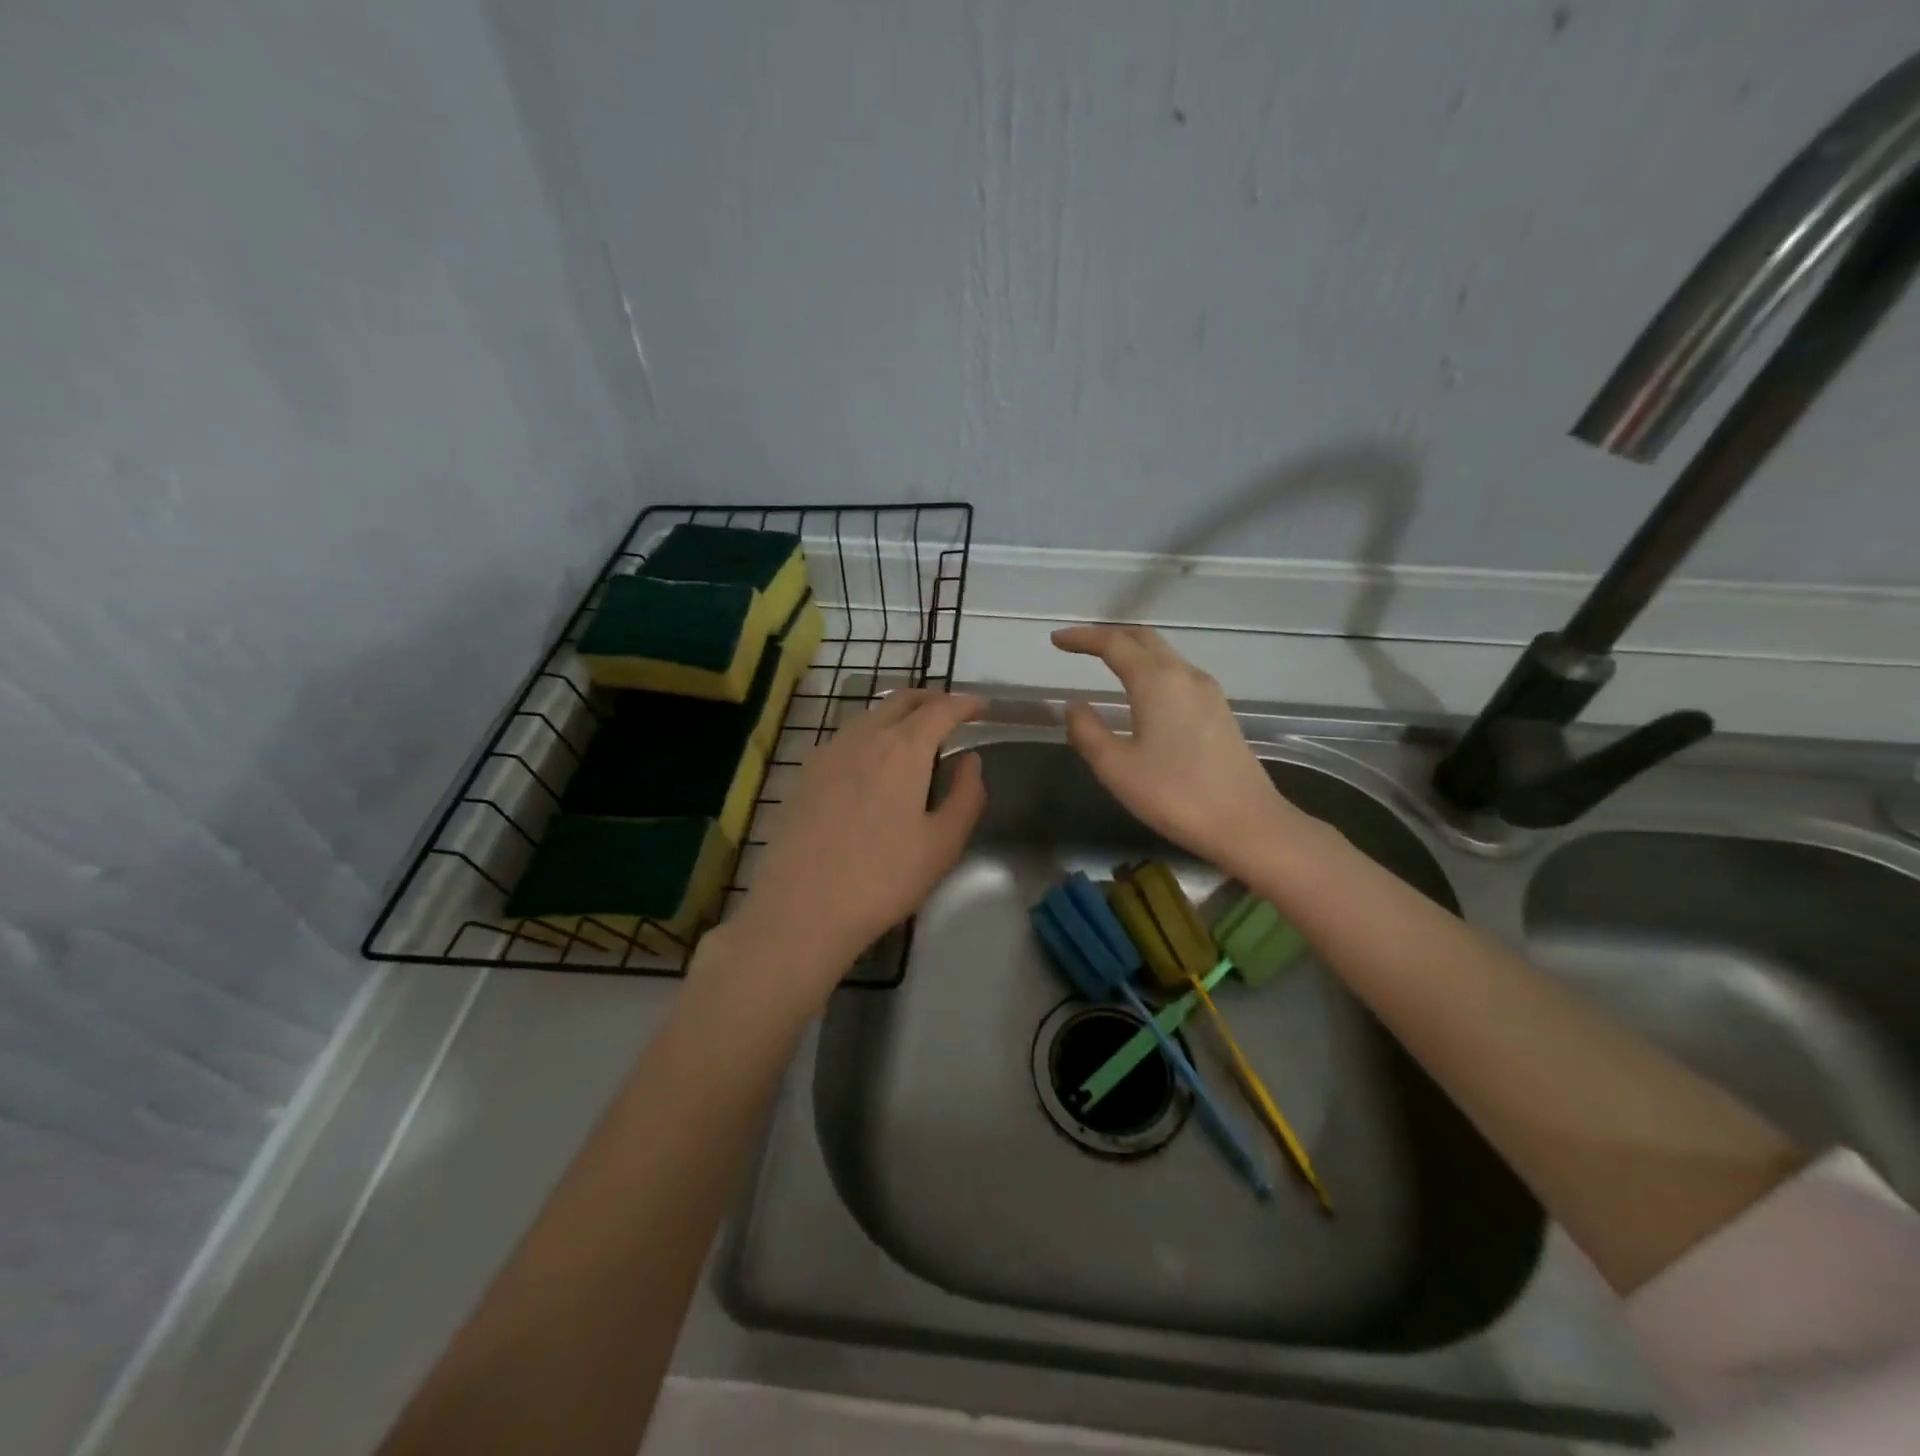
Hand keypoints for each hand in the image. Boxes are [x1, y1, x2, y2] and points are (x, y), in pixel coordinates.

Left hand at [726, 690, 986, 994]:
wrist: (800, 909)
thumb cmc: (882, 878)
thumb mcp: (942, 844)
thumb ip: (966, 795)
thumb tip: (970, 760)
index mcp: (903, 748)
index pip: (942, 709)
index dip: (966, 704)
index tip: (983, 707)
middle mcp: (863, 736)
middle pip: (902, 699)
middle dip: (932, 699)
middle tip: (953, 713)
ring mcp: (827, 751)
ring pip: (870, 715)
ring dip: (899, 714)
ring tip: (916, 735)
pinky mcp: (804, 773)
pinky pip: (846, 737)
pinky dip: (871, 734)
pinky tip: (873, 762)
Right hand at [1053, 625, 1302, 872]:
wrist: (1247, 823)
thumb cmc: (1175, 794)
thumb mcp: (1116, 767)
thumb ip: (1087, 731)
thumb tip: (1075, 706)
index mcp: (1157, 681)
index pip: (1114, 643)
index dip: (1082, 638)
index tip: (1056, 640)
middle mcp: (1185, 675)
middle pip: (1144, 639)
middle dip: (1109, 636)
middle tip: (1079, 646)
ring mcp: (1208, 692)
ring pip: (1164, 656)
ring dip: (1132, 652)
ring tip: (1105, 664)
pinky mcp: (1219, 711)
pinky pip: (1177, 675)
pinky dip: (1151, 671)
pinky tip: (1141, 694)